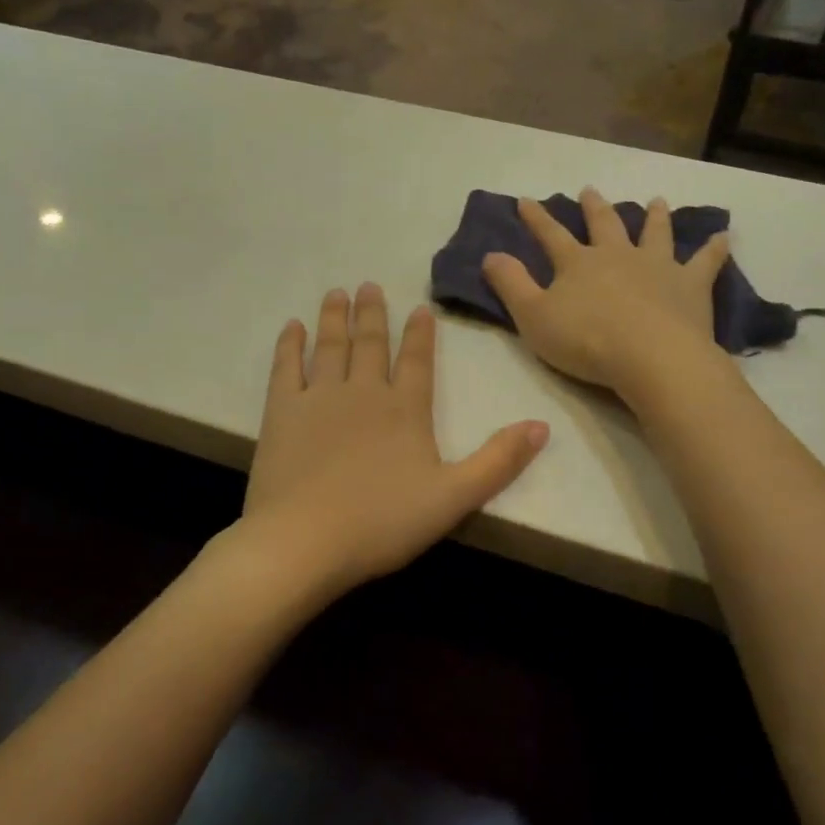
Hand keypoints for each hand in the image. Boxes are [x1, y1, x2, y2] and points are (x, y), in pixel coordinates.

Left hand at [238, 284, 549, 601]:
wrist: (305, 540)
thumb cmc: (383, 522)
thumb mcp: (455, 497)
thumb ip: (499, 461)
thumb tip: (542, 426)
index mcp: (406, 409)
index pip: (418, 360)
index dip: (421, 333)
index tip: (419, 308)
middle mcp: (364, 392)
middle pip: (371, 344)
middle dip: (373, 313)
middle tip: (369, 285)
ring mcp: (319, 398)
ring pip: (331, 346)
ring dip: (336, 318)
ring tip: (338, 292)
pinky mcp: (282, 412)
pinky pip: (287, 367)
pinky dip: (290, 344)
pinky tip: (292, 326)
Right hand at [482, 188, 729, 395]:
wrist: (650, 357)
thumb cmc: (586, 341)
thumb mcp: (533, 317)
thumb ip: (511, 284)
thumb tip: (490, 254)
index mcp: (578, 263)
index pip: (551, 235)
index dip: (536, 218)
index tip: (526, 200)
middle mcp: (618, 255)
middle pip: (604, 225)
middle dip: (594, 207)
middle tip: (590, 190)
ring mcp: (658, 266)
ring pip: (655, 233)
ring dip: (654, 217)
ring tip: (656, 201)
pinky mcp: (691, 285)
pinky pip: (705, 262)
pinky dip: (713, 249)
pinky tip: (723, 237)